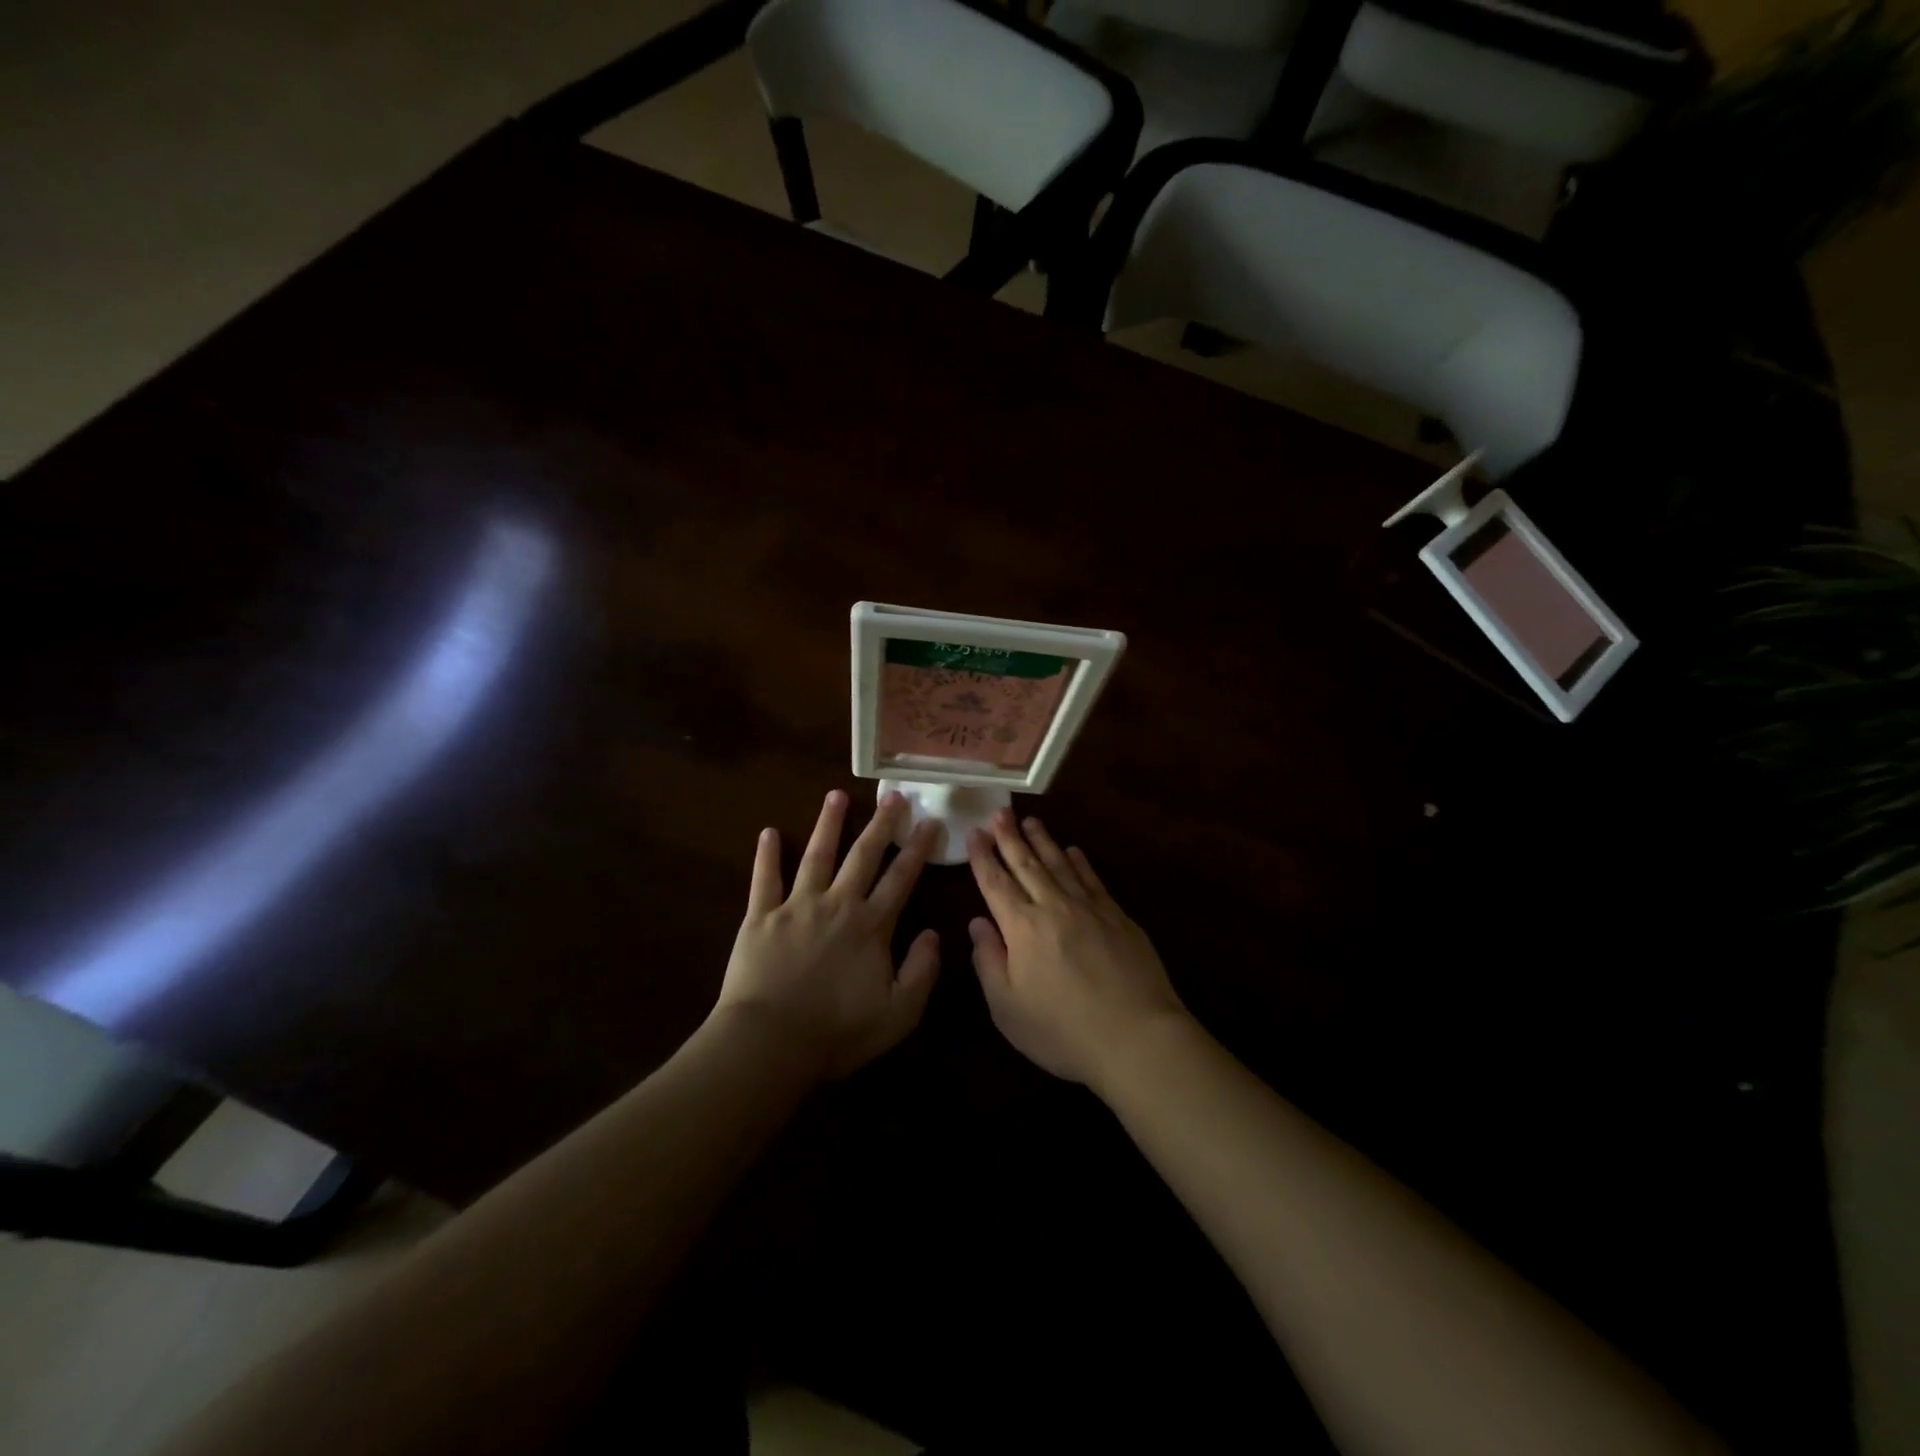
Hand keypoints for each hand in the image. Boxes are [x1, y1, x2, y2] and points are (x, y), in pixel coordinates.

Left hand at [713, 789, 940, 1082]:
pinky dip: (767, 855)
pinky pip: (765, 879)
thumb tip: (933, 933)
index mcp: (871, 926)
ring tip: (836, 795)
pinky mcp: (761, 917)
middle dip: (881, 824)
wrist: (770, 1043)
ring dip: (828, 824)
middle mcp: (837, 904)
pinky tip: (768, 832)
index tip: (930, 822)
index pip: (901, 878)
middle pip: (863, 856)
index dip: (918, 849)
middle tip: (893, 796)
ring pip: (817, 855)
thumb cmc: (837, 1033)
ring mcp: (797, 906)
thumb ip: (921, 971)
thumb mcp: (898, 1013)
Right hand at [967, 810, 1188, 1089]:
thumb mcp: (1008, 1008)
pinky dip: (1080, 862)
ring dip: (1043, 841)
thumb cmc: (1063, 1030)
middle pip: (1026, 864)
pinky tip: (1073, 851)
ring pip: (1060, 864)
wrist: (1137, 1037)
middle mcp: (1053, 907)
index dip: (982, 857)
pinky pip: (1093, 879)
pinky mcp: (1118, 916)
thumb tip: (977, 923)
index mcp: (1022, 928)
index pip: (995, 883)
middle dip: (1009, 837)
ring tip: (1031, 821)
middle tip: (999, 812)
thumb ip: (988, 961)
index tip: (974, 832)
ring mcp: (1089, 908)